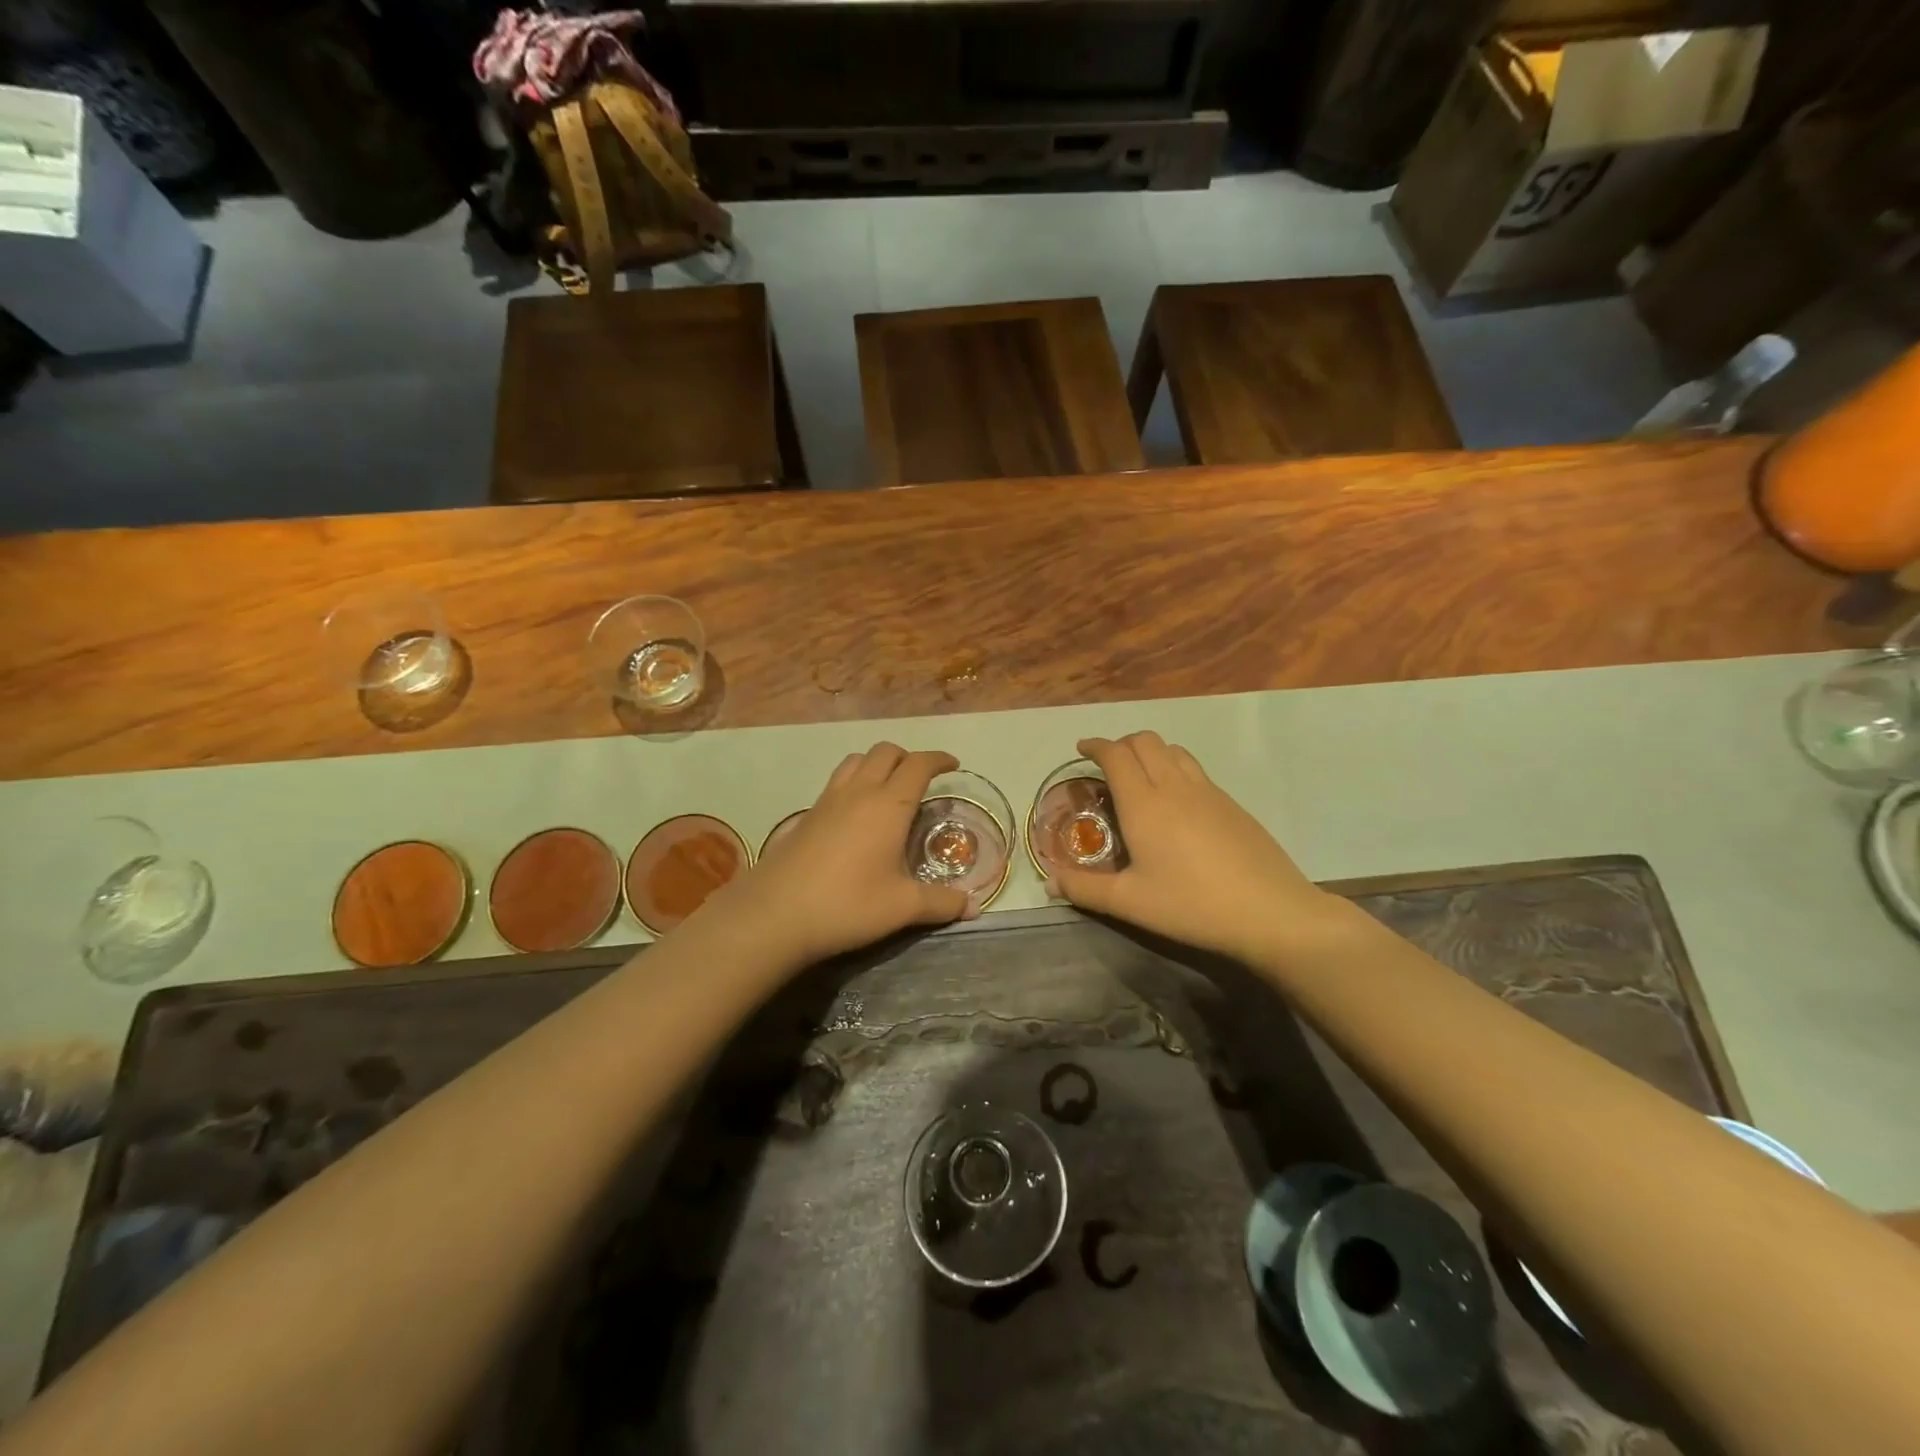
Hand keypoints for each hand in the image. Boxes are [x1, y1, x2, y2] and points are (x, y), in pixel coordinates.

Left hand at [721, 743, 975, 967]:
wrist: (775, 914)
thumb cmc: (847, 904)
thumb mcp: (902, 907)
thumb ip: (940, 903)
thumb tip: (973, 907)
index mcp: (888, 805)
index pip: (918, 765)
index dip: (938, 759)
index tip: (953, 765)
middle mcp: (858, 792)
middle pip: (885, 752)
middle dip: (908, 757)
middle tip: (922, 779)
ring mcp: (828, 800)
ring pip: (856, 760)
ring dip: (877, 763)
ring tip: (888, 787)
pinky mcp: (806, 815)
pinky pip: (836, 781)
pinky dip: (854, 781)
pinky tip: (855, 814)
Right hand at [1046, 732, 1347, 967]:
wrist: (1271, 912)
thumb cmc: (1191, 905)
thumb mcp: (1131, 902)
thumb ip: (1085, 889)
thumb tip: (1050, 881)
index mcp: (1144, 804)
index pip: (1116, 754)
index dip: (1096, 745)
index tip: (1082, 749)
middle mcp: (1174, 786)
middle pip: (1145, 741)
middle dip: (1121, 743)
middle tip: (1107, 765)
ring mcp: (1208, 792)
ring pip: (1174, 749)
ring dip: (1151, 751)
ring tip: (1141, 776)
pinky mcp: (1232, 804)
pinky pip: (1195, 770)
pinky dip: (1175, 768)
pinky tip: (1176, 803)